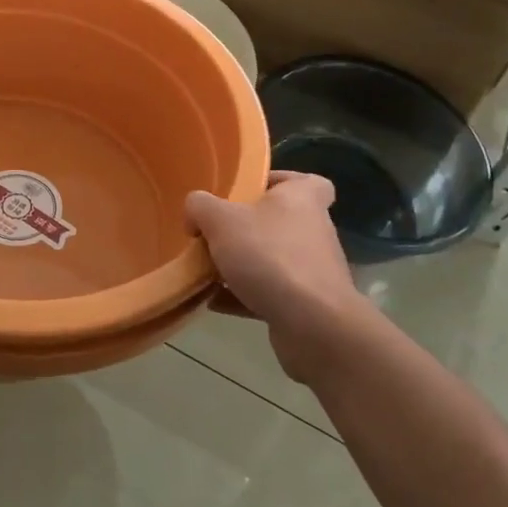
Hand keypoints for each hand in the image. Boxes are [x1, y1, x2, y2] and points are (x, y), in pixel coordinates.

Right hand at [186, 172, 369, 383]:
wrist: (313, 325)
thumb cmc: (269, 256)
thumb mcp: (221, 220)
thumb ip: (200, 206)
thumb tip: (194, 212)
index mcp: (303, 199)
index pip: (307, 181)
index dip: (280, 181)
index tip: (251, 191)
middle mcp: (314, 230)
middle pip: (280, 221)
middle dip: (248, 227)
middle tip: (217, 232)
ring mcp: (313, 270)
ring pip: (273, 259)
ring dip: (243, 264)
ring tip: (208, 269)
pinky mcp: (308, 306)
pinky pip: (270, 293)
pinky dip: (243, 295)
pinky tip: (213, 301)